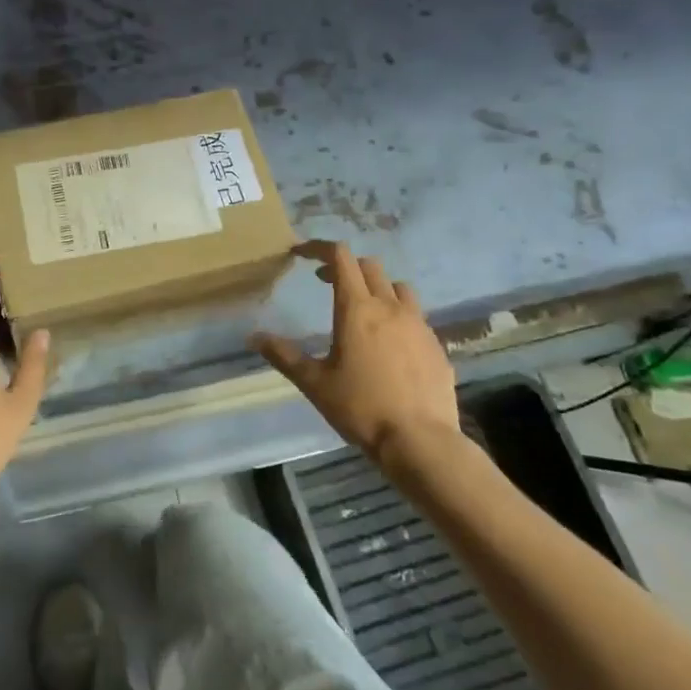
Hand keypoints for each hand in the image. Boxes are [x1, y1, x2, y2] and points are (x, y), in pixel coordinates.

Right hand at [251, 241, 459, 463]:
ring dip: (376, 287)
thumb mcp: (314, 383)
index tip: (301, 254)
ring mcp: (419, 325)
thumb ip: (284, 355)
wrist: (420, 441)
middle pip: (369, 267)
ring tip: (363, 308)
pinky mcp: (436, 345)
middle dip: (345, 267)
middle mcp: (390, 307)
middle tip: (326, 283)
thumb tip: (254, 337)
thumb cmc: (360, 408)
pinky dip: (398, 315)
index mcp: (357, 309)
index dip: (319, 248)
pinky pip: (416, 316)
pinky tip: (389, 344)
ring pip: (398, 287)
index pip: (340, 257)